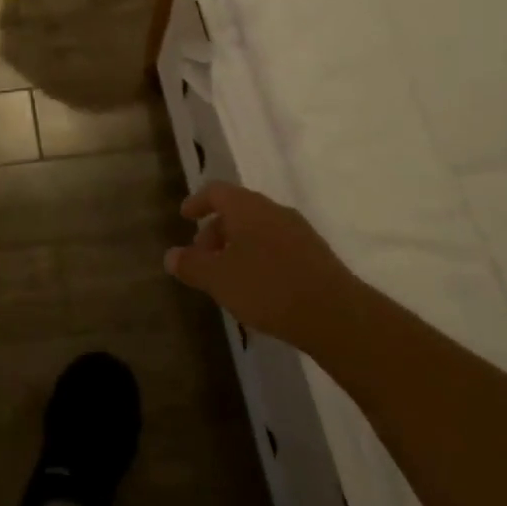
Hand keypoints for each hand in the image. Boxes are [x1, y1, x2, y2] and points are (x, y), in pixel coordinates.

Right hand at [167, 183, 352, 353]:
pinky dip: (260, 257)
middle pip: (238, 210)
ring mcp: (299, 231)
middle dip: (216, 230)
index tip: (185, 216)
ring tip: (228, 276)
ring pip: (259, 229)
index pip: (216, 191)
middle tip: (203, 257)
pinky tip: (258, 287)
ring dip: (239, 245)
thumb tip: (171, 256)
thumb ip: (192, 265)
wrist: (335, 314)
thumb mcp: (219, 279)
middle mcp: (274, 210)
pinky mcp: (317, 254)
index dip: (198, 202)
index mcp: (247, 207)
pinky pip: (278, 246)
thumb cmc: (267, 287)